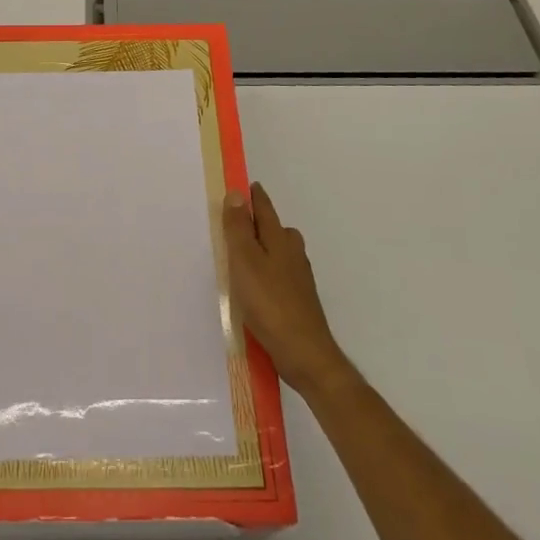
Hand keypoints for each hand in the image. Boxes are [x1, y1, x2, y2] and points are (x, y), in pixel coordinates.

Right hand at [223, 182, 351, 400]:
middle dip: (258, 220)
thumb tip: (237, 193)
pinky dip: (266, 271)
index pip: (264, 208)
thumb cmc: (270, 303)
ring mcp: (298, 277)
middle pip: (274, 228)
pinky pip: (278, 274)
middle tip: (235, 220)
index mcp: (279, 239)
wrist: (305, 354)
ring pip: (278, 252)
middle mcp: (293, 252)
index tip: (242, 185)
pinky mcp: (298, 299)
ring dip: (262, 247)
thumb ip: (239, 229)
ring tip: (240, 254)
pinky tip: (254, 287)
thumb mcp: (245, 262)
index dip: (252, 196)